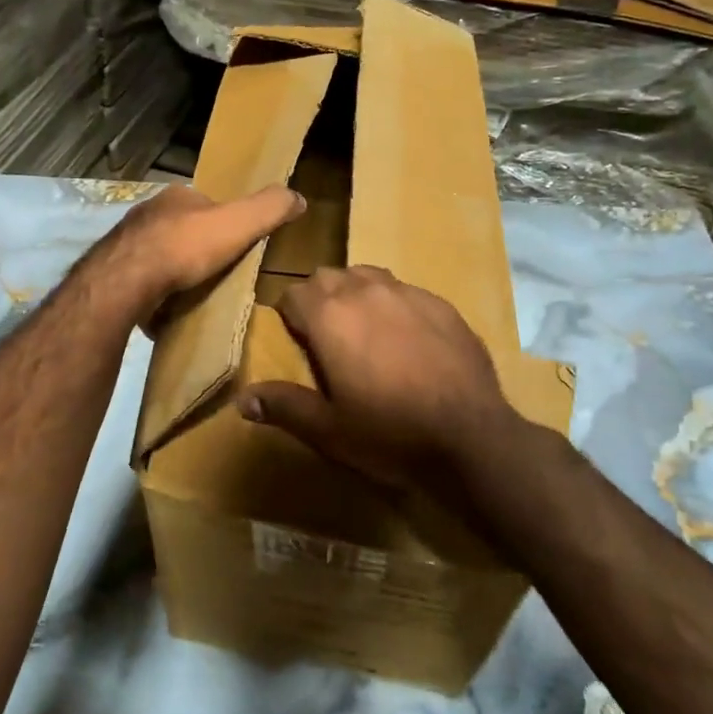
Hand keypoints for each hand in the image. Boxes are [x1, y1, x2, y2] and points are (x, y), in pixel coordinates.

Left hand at [100, 184, 305, 318]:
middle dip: (196, 248)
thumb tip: (298, 197)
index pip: (206, 204)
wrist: (127, 281)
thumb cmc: (185, 246)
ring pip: (159, 254)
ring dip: (174, 271)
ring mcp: (126, 243)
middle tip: (216, 273)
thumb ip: (269, 208)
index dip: (223, 222)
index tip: (236, 244)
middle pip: (181, 229)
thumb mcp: (239, 223)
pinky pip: (141, 280)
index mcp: (176, 196)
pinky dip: (155, 292)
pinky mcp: (113, 273)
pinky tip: (167, 309)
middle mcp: (147, 214)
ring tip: (194, 294)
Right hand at [239, 266, 521, 498]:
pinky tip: (408, 340)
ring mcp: (408, 293)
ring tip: (365, 331)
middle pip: (329, 277)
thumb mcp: (328, 429)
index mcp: (330, 316)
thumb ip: (283, 406)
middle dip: (320, 300)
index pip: (294, 293)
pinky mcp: (442, 304)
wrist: (471, 438)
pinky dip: (395, 305)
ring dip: (357, 295)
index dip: (290, 315)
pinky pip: (406, 291)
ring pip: (368, 276)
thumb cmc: (389, 433)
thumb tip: (241, 399)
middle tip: (328, 338)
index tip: (298, 341)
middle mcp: (366, 291)